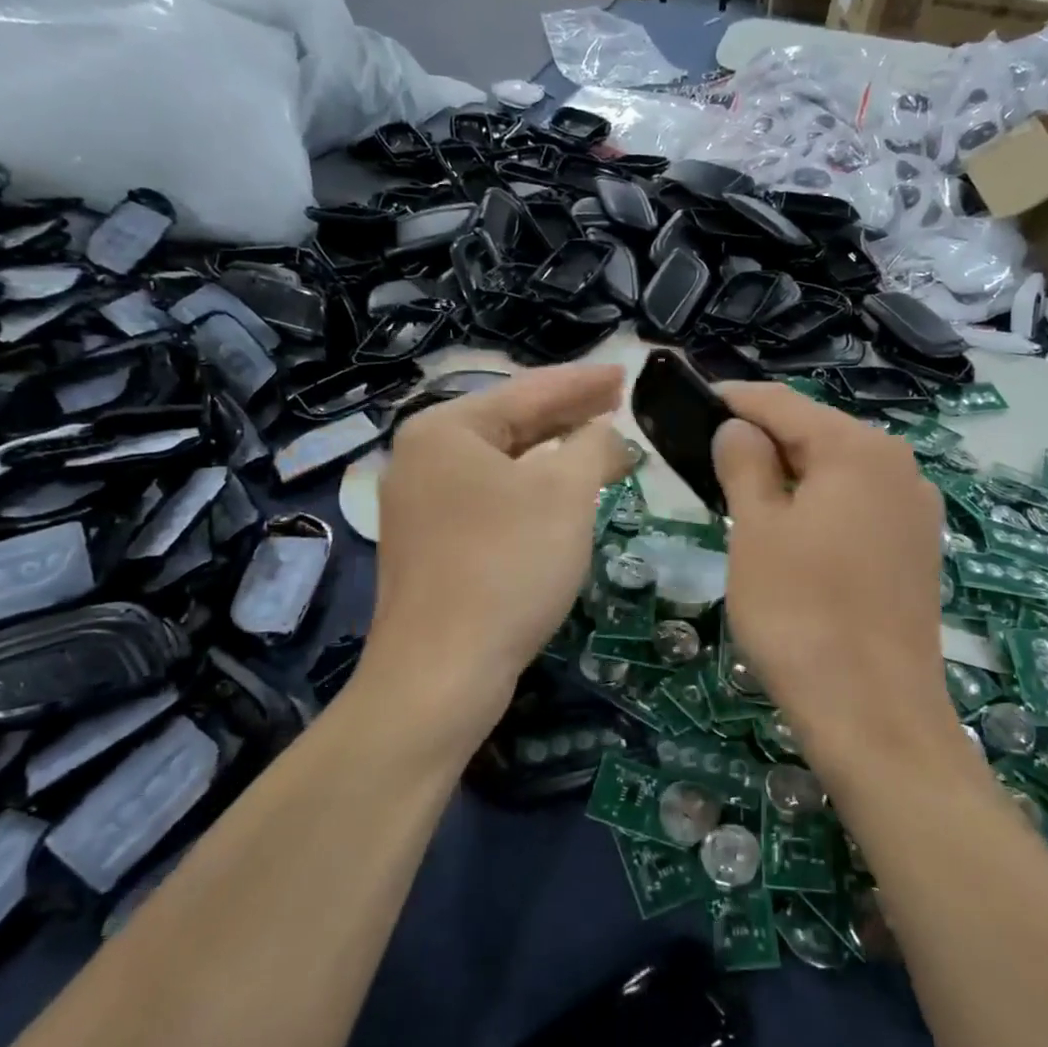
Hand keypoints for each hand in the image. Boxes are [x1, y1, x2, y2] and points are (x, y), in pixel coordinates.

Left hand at [367, 365, 632, 725]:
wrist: (441, 673)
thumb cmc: (507, 567)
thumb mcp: (564, 495)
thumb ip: (592, 447)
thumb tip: (604, 434)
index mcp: (445, 430)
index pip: (528, 390)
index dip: (584, 382)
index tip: (625, 373)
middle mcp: (423, 458)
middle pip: (511, 423)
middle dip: (569, 415)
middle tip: (619, 403)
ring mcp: (421, 504)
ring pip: (502, 464)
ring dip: (554, 455)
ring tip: (601, 444)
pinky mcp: (431, 544)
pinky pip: (491, 498)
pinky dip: (532, 490)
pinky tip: (562, 494)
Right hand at [712, 383, 956, 759]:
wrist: (874, 713)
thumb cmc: (801, 612)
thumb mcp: (756, 531)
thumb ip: (745, 464)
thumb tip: (739, 428)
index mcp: (858, 449)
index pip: (784, 403)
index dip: (734, 398)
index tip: (693, 400)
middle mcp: (898, 467)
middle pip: (816, 434)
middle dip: (761, 439)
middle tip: (707, 457)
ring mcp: (915, 511)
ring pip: (837, 472)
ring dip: (788, 475)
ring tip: (740, 493)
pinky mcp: (917, 550)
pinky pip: (857, 507)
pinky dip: (818, 506)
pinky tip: (790, 532)